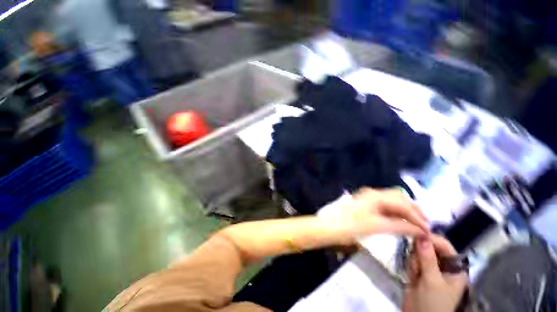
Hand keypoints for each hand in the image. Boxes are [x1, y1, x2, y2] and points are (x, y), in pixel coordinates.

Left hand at [338, 188, 429, 237]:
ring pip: (393, 201)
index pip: (403, 203)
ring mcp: (369, 198)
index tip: (428, 230)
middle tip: (424, 226)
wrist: (330, 226)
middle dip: (414, 210)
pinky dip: (396, 213)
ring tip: (416, 225)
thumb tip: (420, 230)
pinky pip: (386, 206)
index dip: (417, 216)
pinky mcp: (366, 205)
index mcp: (376, 196)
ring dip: (406, 211)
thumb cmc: (351, 226)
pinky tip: (401, 222)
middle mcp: (373, 193)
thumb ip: (399, 226)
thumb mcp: (376, 226)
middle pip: (399, 198)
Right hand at [403, 235, 468, 311]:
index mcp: (455, 267)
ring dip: (414, 262)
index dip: (432, 239)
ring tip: (415, 275)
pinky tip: (412, 276)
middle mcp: (444, 265)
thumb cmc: (433, 303)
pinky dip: (411, 266)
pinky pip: (413, 260)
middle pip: (430, 247)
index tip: (416, 235)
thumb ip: (427, 258)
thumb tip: (422, 235)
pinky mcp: (420, 271)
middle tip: (418, 265)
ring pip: (418, 253)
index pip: (445, 246)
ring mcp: (431, 268)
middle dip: (420, 254)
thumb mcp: (432, 281)